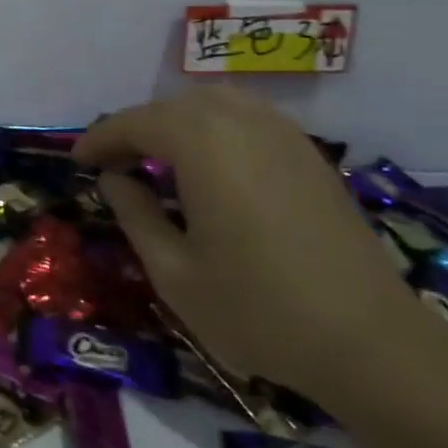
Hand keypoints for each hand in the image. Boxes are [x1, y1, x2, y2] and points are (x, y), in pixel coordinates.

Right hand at [72, 88, 422, 394]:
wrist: (370, 342)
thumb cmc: (258, 309)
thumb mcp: (173, 271)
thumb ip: (135, 213)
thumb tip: (114, 178)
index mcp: (202, 143)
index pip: (134, 123)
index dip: (100, 139)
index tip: (77, 162)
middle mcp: (241, 122)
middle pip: (172, 107)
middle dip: (136, 129)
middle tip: (113, 164)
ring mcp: (282, 134)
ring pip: (212, 105)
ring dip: (175, 124)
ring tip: (157, 161)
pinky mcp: (309, 154)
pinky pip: (247, 119)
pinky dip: (214, 129)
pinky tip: (210, 167)